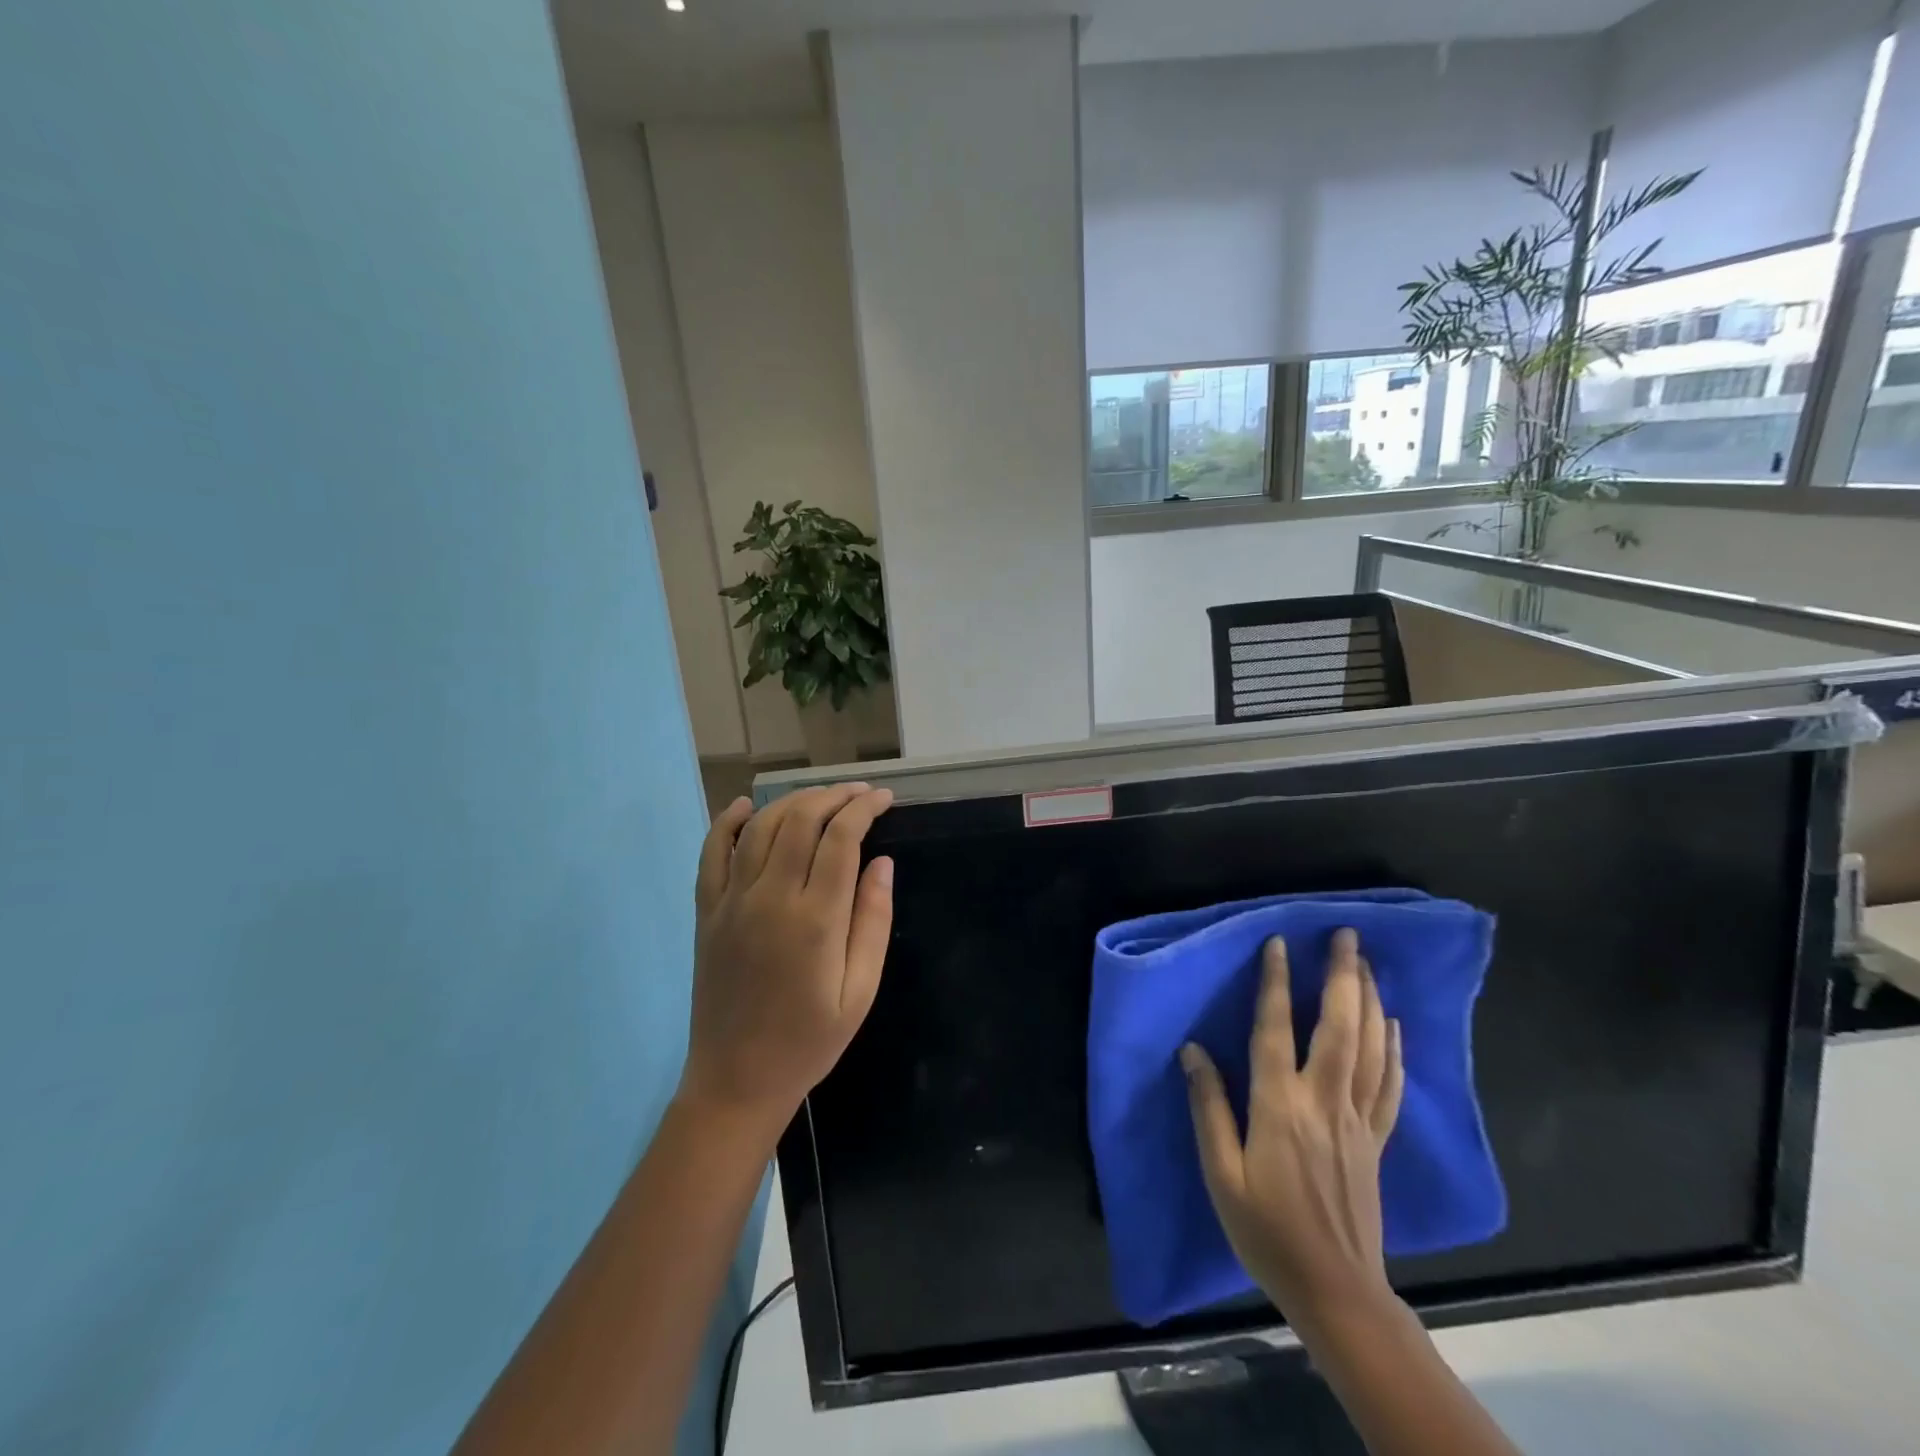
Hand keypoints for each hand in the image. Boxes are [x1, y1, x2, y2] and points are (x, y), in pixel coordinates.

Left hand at [677, 784, 894, 1142]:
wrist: (736, 1081)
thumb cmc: (809, 1042)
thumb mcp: (861, 992)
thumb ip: (872, 922)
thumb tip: (882, 863)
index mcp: (815, 920)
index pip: (841, 839)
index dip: (864, 809)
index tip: (884, 799)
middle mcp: (770, 898)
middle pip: (800, 821)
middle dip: (834, 796)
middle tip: (860, 793)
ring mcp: (731, 902)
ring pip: (760, 828)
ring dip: (792, 801)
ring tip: (821, 797)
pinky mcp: (706, 913)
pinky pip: (711, 854)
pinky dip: (727, 822)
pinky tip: (746, 806)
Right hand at [1181, 929, 1404, 1331]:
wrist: (1336, 1290)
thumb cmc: (1266, 1231)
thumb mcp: (1221, 1173)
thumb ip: (1208, 1107)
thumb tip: (1192, 1049)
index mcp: (1280, 1107)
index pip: (1276, 1031)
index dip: (1277, 984)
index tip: (1280, 943)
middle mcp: (1323, 1102)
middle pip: (1339, 1028)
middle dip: (1343, 976)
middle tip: (1346, 934)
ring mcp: (1358, 1120)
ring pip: (1370, 1048)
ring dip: (1369, 999)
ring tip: (1367, 962)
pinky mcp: (1376, 1140)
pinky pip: (1390, 1084)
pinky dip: (1394, 1048)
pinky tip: (1393, 1023)